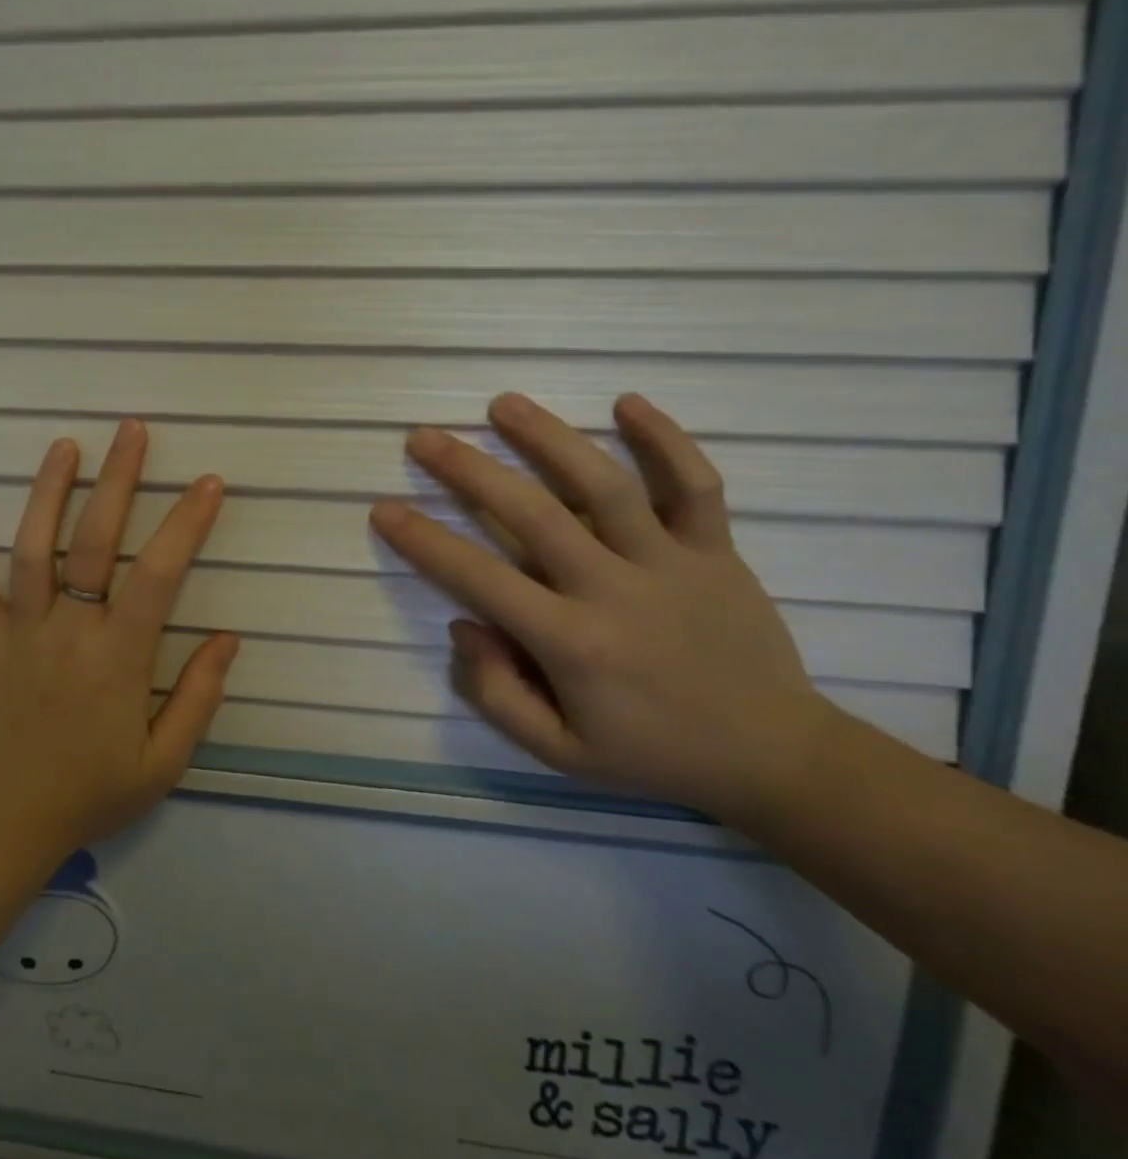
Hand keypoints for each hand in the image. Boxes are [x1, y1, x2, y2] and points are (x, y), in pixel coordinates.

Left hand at [0, 420, 239, 861]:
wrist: (4, 824)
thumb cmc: (90, 793)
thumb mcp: (163, 761)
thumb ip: (199, 697)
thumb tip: (227, 638)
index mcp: (118, 657)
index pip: (157, 574)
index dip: (185, 524)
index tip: (208, 483)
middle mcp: (68, 630)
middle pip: (92, 542)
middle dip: (117, 480)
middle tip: (132, 431)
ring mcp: (20, 632)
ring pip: (31, 550)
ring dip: (48, 493)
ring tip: (64, 446)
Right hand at [370, 393, 847, 820]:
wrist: (774, 755)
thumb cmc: (651, 754)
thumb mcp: (559, 752)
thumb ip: (497, 693)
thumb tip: (462, 625)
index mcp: (572, 643)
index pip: (479, 578)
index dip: (424, 541)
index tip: (384, 508)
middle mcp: (615, 590)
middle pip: (533, 514)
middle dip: (469, 471)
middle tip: (424, 437)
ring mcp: (671, 563)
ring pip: (606, 485)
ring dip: (550, 438)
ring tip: (503, 403)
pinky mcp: (717, 550)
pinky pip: (696, 485)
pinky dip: (666, 440)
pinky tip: (627, 403)